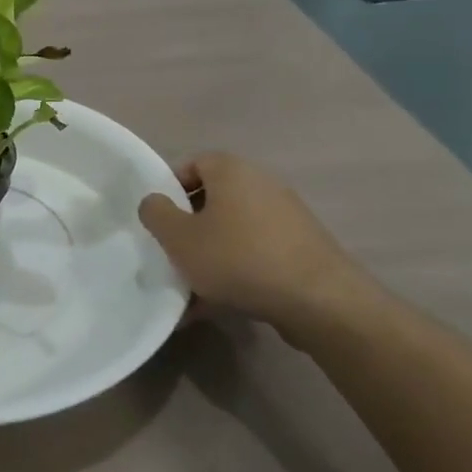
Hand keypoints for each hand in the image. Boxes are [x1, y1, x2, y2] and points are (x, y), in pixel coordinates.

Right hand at [138, 152, 374, 337]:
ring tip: (190, 293)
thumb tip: (154, 201)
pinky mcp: (300, 249)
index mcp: (232, 171)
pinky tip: (217, 307)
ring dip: (209, 258)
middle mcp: (261, 184)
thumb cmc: (238, 258)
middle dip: (189, 230)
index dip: (170, 189)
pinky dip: (235, 274)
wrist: (317, 300)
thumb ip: (156, 214)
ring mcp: (285, 217)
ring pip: (232, 233)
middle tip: (171, 256)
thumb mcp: (179, 238)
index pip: (192, 164)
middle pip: (212, 201)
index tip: (159, 221)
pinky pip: (255, 255)